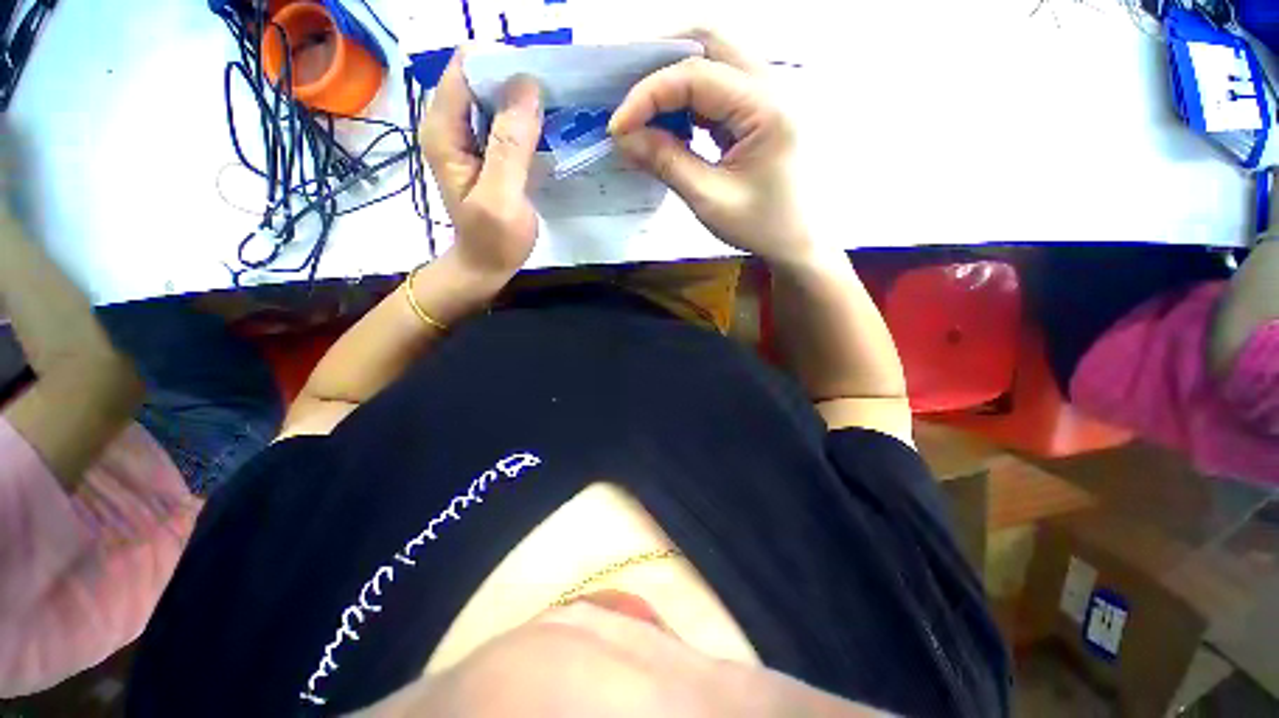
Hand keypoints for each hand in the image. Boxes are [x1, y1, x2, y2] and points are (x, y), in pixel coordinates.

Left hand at [421, 50, 542, 277]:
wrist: (486, 266)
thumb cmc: (493, 240)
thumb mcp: (502, 196)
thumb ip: (511, 145)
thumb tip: (527, 86)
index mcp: (444, 130)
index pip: (466, 69)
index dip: (502, 64)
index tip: (541, 75)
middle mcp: (450, 125)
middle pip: (481, 78)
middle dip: (517, 79)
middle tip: (556, 93)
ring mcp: (468, 138)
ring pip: (495, 98)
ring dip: (524, 99)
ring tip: (558, 107)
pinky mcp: (486, 151)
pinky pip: (505, 121)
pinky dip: (526, 119)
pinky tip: (548, 128)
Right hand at [609, 30, 811, 265]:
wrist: (794, 241)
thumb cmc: (759, 226)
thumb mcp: (708, 199)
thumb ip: (667, 163)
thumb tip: (625, 137)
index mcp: (765, 108)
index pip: (695, 76)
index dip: (648, 95)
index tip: (617, 126)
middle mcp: (769, 87)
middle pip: (710, 42)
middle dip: (660, 60)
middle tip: (627, 92)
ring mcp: (765, 95)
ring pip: (714, 59)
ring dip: (674, 77)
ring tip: (643, 109)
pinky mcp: (757, 111)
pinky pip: (717, 87)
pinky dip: (687, 98)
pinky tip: (669, 122)